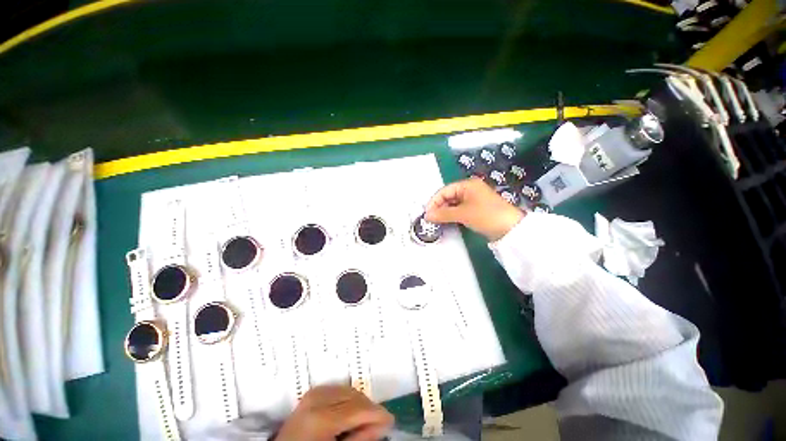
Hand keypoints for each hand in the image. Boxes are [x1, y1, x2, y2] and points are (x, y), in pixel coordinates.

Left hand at [276, 386, 393, 440]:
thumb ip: (360, 439)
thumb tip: (383, 424)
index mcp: (322, 417)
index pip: (359, 408)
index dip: (378, 413)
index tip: (391, 421)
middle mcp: (318, 398)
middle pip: (355, 396)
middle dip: (369, 408)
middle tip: (379, 423)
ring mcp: (314, 393)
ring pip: (348, 390)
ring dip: (360, 402)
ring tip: (364, 419)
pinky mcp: (312, 392)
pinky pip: (338, 390)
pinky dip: (349, 398)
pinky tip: (350, 412)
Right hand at [425, 177, 523, 240]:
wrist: (510, 229)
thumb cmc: (486, 215)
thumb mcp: (463, 214)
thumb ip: (443, 214)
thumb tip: (427, 216)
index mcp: (467, 185)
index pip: (444, 191)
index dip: (434, 201)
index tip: (426, 213)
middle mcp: (469, 189)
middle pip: (448, 196)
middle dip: (438, 207)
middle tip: (430, 219)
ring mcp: (473, 200)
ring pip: (453, 204)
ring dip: (444, 212)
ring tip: (436, 221)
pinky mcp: (476, 209)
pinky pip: (459, 210)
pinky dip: (452, 215)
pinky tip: (447, 221)